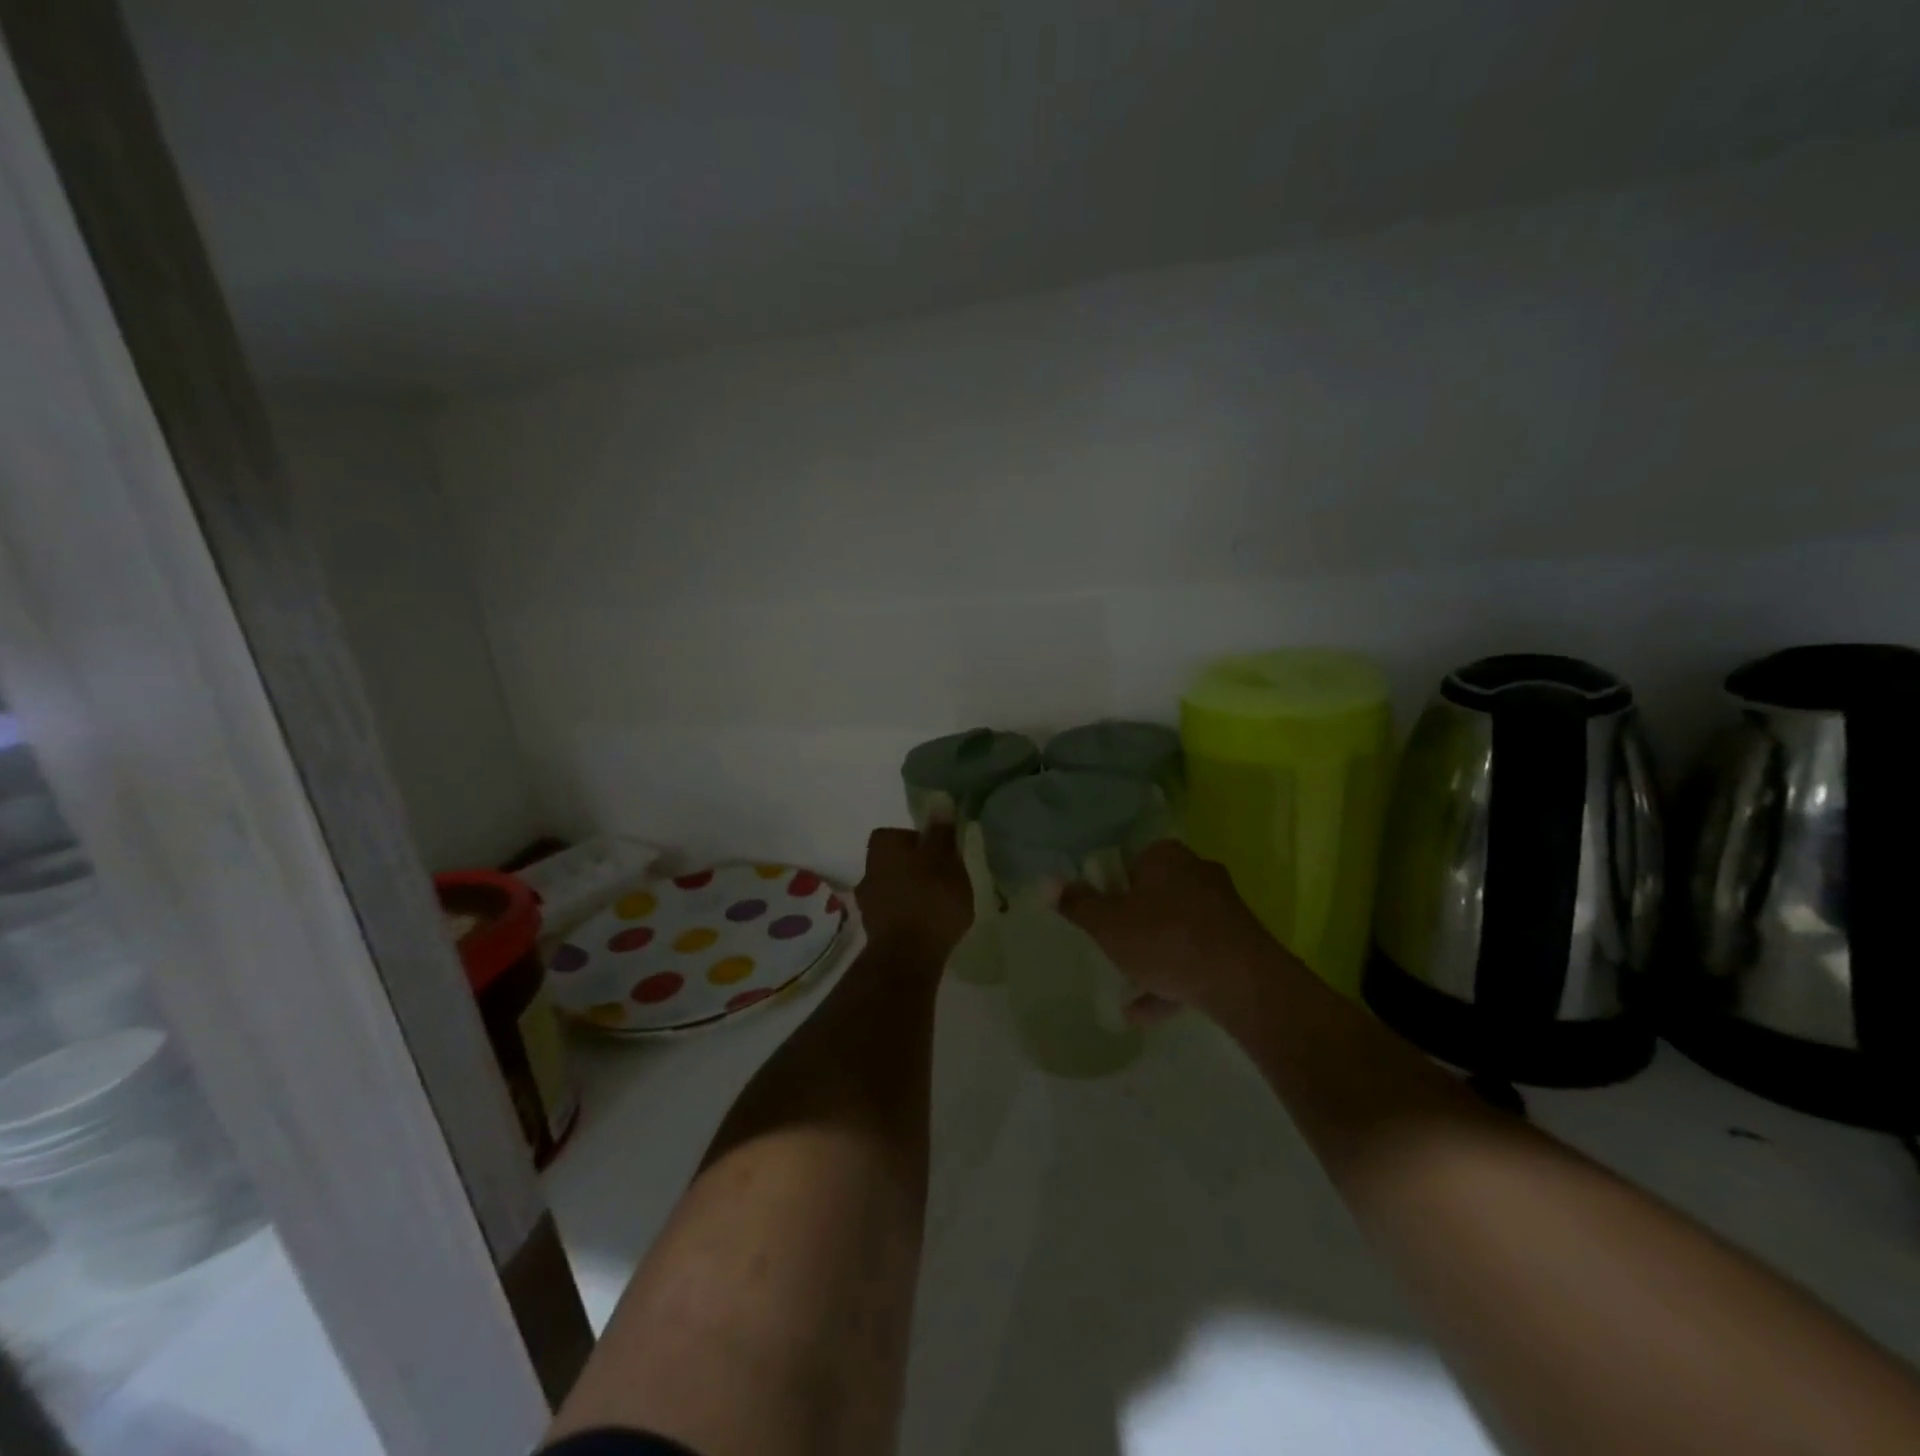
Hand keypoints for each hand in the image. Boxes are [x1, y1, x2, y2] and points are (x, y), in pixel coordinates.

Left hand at [855, 823, 972, 967]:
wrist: (907, 956)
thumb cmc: (930, 899)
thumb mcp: (945, 859)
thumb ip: (941, 832)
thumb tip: (939, 801)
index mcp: (882, 848)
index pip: (897, 835)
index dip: (919, 842)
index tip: (940, 855)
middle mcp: (867, 871)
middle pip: (893, 863)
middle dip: (914, 869)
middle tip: (942, 880)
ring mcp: (868, 904)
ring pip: (893, 889)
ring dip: (911, 894)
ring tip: (938, 906)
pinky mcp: (874, 932)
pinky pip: (894, 914)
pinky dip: (908, 917)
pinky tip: (928, 927)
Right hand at [1057, 841, 1280, 1017]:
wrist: (1243, 983)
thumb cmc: (1166, 940)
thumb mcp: (1108, 925)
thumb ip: (1077, 904)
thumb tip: (1046, 882)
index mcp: (1165, 856)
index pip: (1127, 862)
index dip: (1109, 889)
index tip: (1098, 917)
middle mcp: (1196, 871)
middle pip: (1152, 894)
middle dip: (1132, 923)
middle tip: (1111, 948)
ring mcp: (1222, 907)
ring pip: (1175, 928)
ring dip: (1151, 956)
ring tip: (1126, 988)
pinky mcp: (1239, 941)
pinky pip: (1196, 955)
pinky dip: (1173, 978)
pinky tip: (1148, 1012)